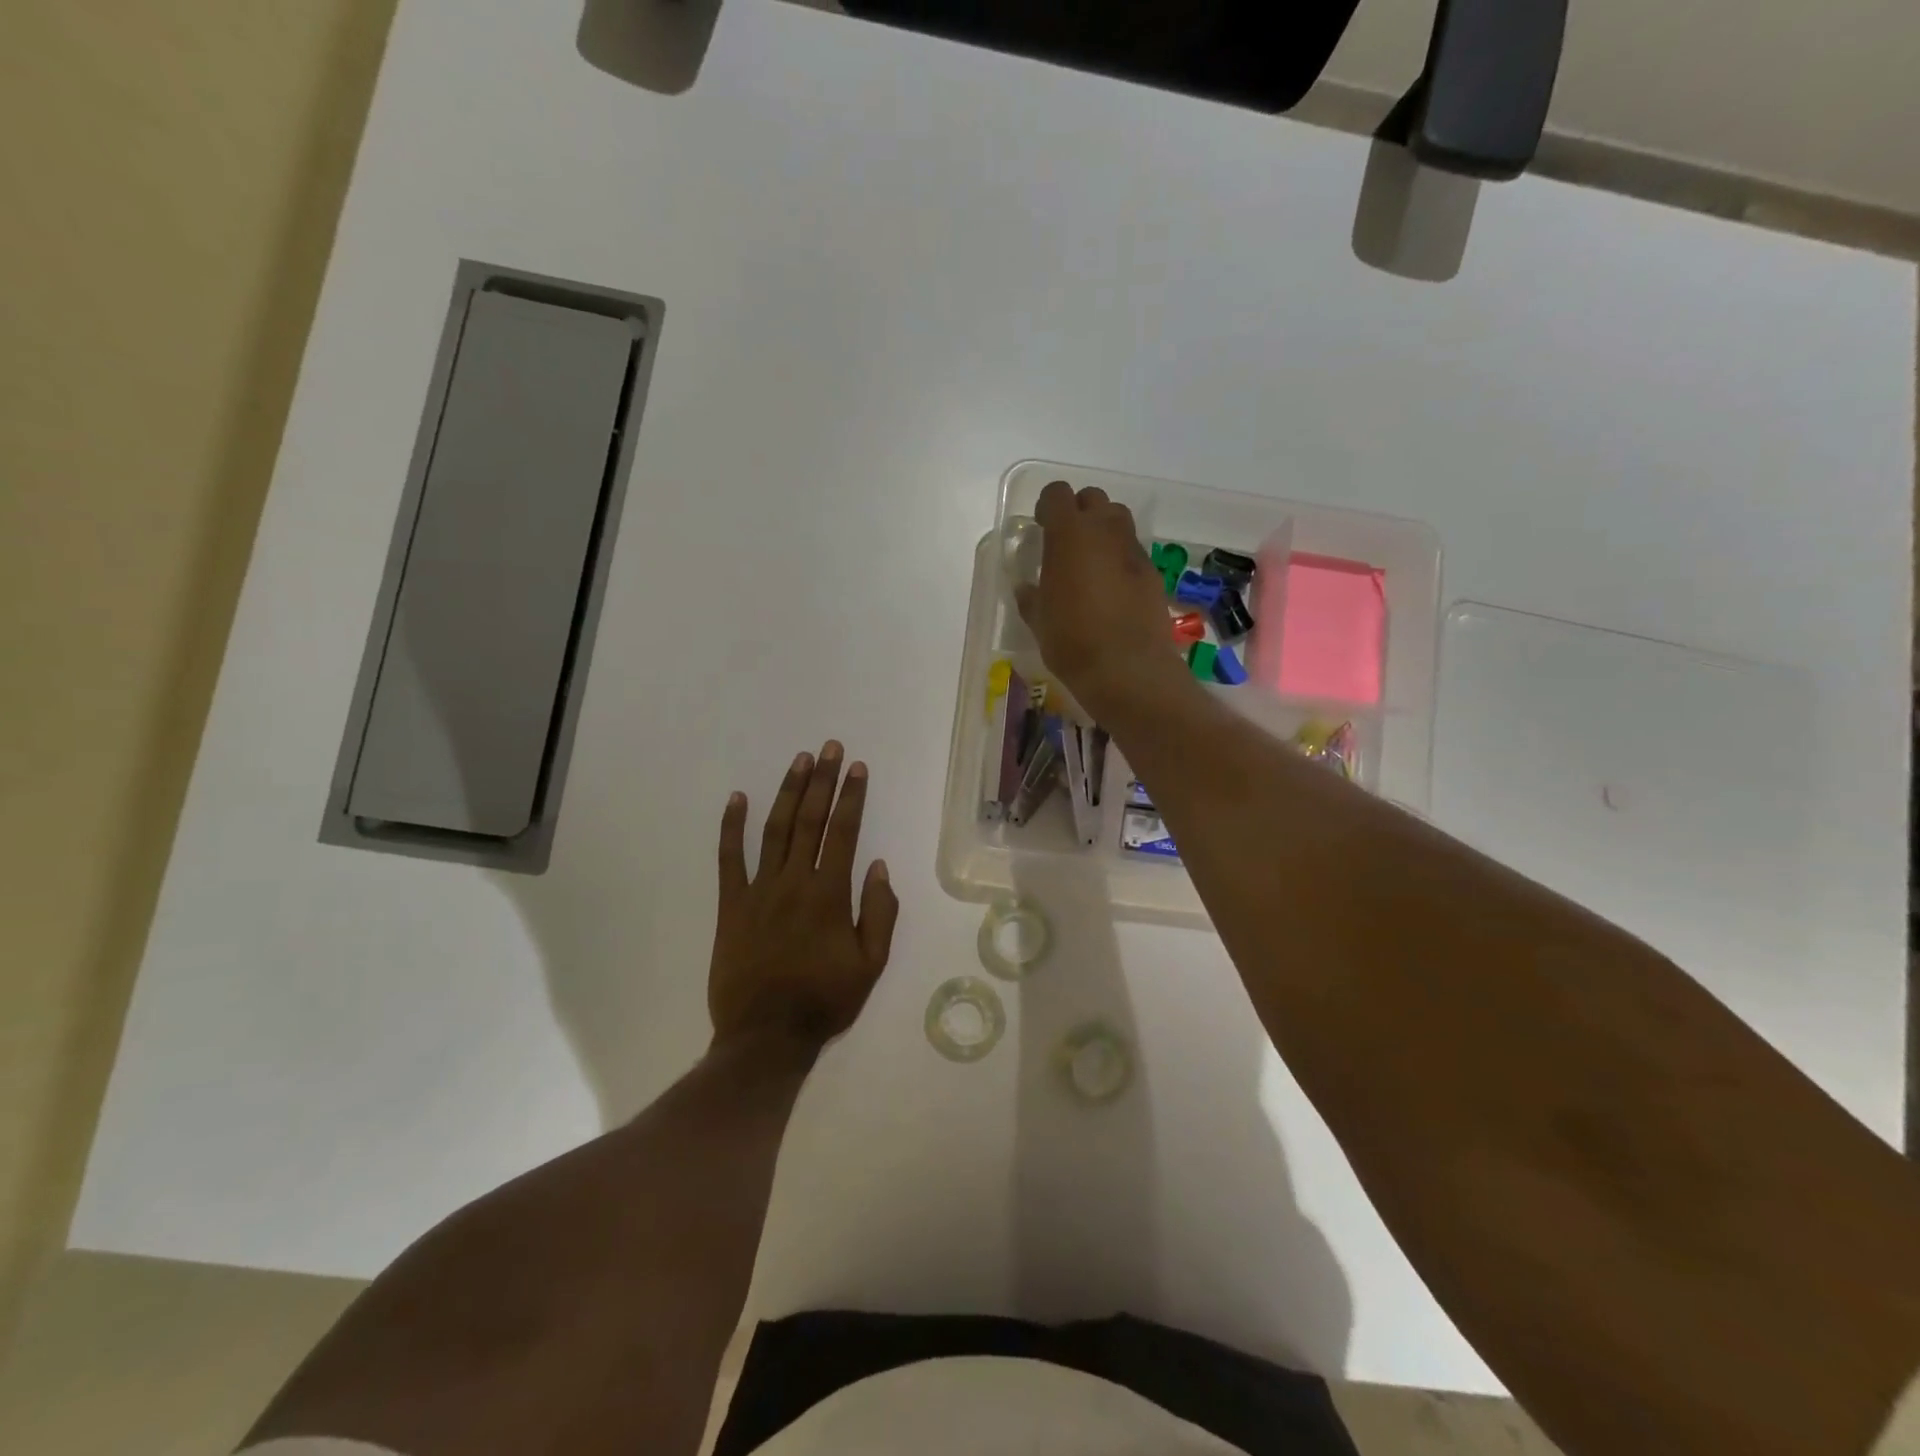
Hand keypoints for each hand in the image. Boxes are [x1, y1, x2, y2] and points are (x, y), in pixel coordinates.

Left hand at [709, 741, 899, 1050]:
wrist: (765, 1036)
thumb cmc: (825, 1001)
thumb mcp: (871, 965)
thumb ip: (879, 913)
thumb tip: (878, 866)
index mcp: (830, 895)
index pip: (844, 833)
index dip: (852, 797)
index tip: (857, 768)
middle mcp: (794, 882)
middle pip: (810, 820)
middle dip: (823, 781)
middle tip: (830, 748)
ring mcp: (759, 890)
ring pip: (775, 829)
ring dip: (788, 792)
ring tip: (800, 761)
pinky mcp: (730, 905)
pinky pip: (728, 859)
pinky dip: (731, 827)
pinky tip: (737, 798)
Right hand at [1017, 480, 1189, 718]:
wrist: (1127, 668)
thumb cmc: (1071, 640)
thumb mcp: (1038, 619)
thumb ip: (1031, 596)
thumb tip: (1027, 588)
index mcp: (1069, 534)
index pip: (1057, 495)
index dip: (1047, 508)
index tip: (1041, 529)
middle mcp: (1104, 530)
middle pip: (1093, 499)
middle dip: (1079, 513)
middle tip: (1066, 544)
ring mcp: (1133, 549)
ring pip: (1117, 520)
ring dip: (1103, 531)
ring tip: (1090, 563)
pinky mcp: (1152, 572)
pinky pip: (1132, 551)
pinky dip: (1120, 559)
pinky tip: (1112, 589)